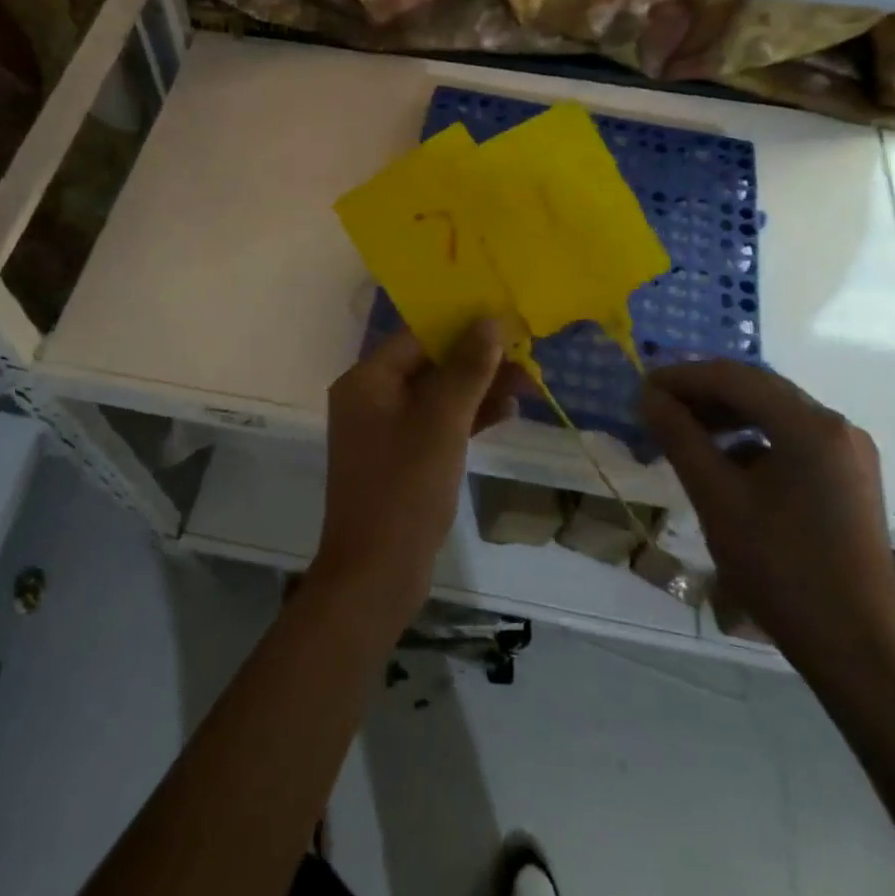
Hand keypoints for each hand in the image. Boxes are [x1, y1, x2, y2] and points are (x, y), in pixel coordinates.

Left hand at [313, 321, 526, 622]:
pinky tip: (506, 413)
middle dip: (477, 361)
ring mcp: (385, 431)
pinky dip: (467, 418)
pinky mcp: (402, 458)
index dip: (461, 325)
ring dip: (478, 389)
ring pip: (437, 396)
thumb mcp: (441, 423)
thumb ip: (466, 370)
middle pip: (429, 365)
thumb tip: (489, 321)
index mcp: (367, 381)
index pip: (417, 336)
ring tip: (528, 384)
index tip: (505, 320)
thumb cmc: (405, 489)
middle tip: (526, 358)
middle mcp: (371, 398)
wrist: (375, 575)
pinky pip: (436, 425)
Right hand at [641, 362, 894, 696]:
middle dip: (702, 393)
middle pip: (757, 389)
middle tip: (656, 408)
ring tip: (682, 432)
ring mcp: (848, 454)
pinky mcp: (848, 480)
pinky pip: (791, 440)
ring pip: (773, 413)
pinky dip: (750, 440)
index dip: (682, 377)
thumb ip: (680, 438)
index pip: (734, 377)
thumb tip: (648, 396)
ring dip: (724, 415)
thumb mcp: (717, 499)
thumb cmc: (782, 569)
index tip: (641, 389)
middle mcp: (836, 427)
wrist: (858, 651)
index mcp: (810, 425)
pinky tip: (724, 462)